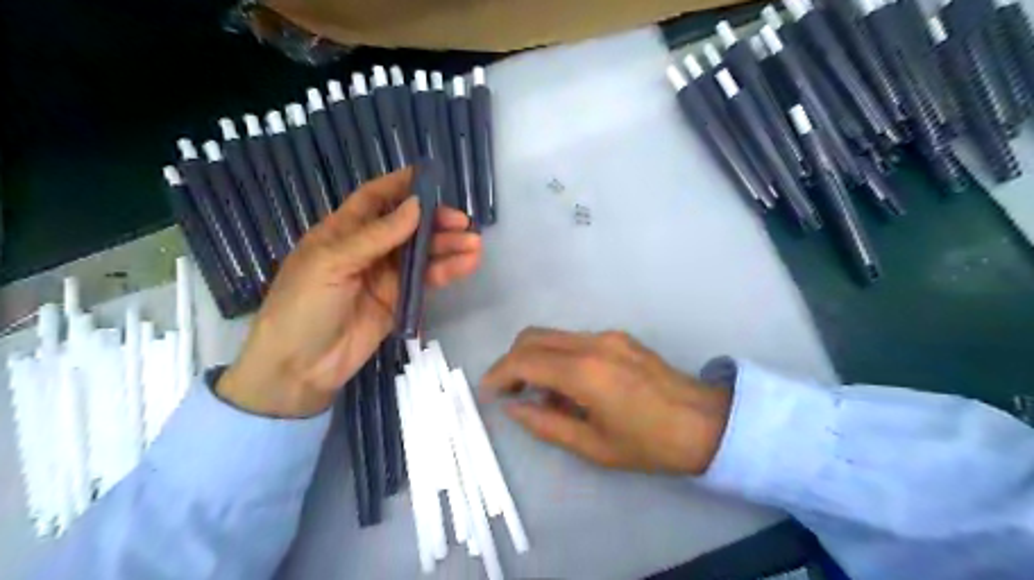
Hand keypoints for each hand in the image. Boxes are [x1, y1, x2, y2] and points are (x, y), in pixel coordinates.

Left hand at [219, 169, 484, 419]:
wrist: (300, 368)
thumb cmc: (303, 306)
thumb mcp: (332, 263)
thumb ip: (377, 236)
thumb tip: (416, 206)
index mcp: (342, 232)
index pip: (375, 199)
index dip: (401, 186)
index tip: (432, 177)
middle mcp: (367, 249)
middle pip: (407, 226)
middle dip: (435, 221)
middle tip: (463, 223)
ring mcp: (385, 276)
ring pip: (422, 253)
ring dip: (448, 247)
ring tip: (475, 244)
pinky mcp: (399, 300)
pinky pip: (426, 280)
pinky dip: (447, 271)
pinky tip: (468, 264)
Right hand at [480, 328, 729, 473]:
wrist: (706, 422)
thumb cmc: (650, 443)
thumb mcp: (593, 446)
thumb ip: (546, 424)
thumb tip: (513, 407)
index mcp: (585, 372)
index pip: (524, 360)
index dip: (499, 374)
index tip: (487, 392)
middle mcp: (592, 343)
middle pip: (533, 337)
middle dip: (511, 360)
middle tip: (506, 391)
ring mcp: (607, 336)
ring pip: (552, 335)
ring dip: (534, 358)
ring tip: (538, 395)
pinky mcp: (618, 337)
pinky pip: (573, 340)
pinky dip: (557, 357)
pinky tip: (567, 386)